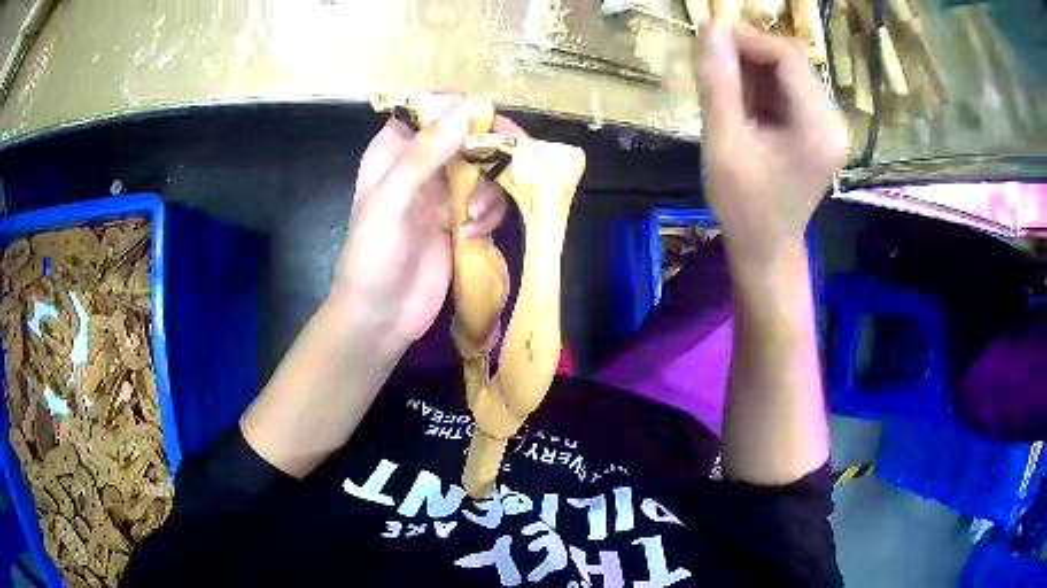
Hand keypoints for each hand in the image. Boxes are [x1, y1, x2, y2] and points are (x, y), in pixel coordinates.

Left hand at [331, 99, 517, 353]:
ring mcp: (442, 193)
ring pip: (484, 168)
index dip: (458, 105)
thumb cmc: (372, 257)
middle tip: (517, 153)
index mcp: (393, 150)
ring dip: (490, 188)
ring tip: (475, 217)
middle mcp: (420, 165)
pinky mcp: (460, 221)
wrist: (381, 319)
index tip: (486, 114)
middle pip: (465, 134)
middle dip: (491, 145)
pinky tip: (474, 234)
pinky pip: (489, 201)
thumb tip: (471, 106)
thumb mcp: (391, 201)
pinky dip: (489, 214)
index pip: (428, 109)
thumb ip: (427, 153)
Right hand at [696, 24, 845, 265]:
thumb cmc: (744, 206)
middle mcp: (831, 123)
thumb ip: (717, 83)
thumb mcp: (723, 143)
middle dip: (749, 55)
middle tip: (712, 65)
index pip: (788, 58)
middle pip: (791, 63)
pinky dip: (761, 89)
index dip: (748, 40)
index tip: (709, 42)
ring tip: (723, 89)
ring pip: (788, 75)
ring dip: (753, 71)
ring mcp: (826, 128)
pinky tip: (741, 105)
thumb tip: (710, 26)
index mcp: (817, 128)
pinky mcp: (817, 133)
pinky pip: (789, 93)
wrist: (766, 251)